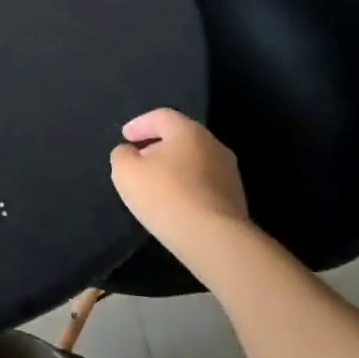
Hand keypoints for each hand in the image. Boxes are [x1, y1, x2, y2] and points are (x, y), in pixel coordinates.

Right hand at [110, 108, 247, 246]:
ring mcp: (229, 174)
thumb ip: (122, 155)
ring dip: (174, 169)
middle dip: (157, 146)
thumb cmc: (166, 196)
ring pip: (194, 162)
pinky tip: (175, 205)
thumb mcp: (126, 172)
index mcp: (188, 131)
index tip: (125, 137)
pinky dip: (187, 188)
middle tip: (139, 160)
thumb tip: (130, 152)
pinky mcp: (236, 201)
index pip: (161, 117)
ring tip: (155, 186)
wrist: (215, 240)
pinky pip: (204, 185)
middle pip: (180, 138)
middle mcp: (213, 145)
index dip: (140, 124)